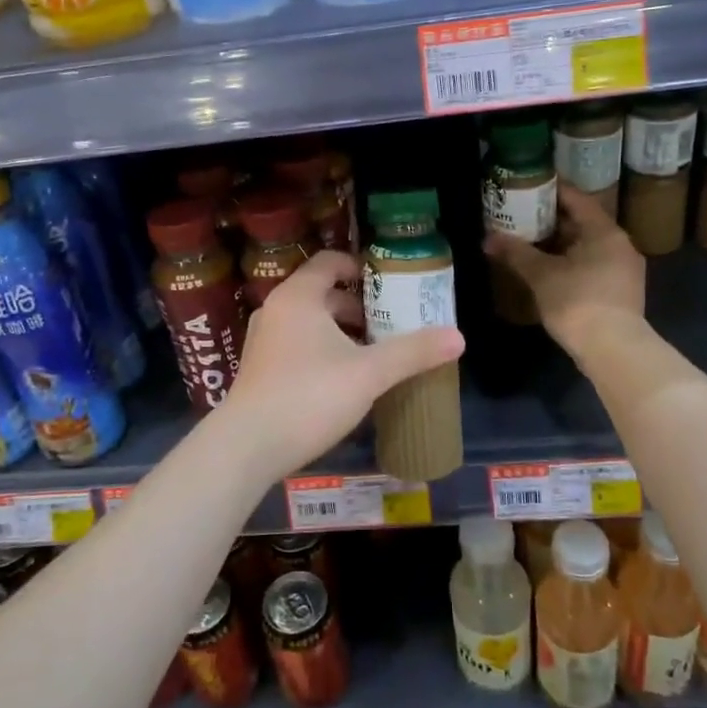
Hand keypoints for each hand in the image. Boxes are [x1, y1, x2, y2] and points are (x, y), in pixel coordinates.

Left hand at [214, 251, 464, 480]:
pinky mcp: (259, 369)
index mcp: (299, 297)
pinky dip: (322, 350)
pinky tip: (343, 380)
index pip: (329, 262)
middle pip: (322, 294)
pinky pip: (297, 345)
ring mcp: (263, 340)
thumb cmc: (309, 396)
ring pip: (309, 323)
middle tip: (390, 325)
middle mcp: (276, 310)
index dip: (360, 267)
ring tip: (373, 354)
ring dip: (341, 332)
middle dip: (358, 307)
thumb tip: (459, 337)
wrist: (247, 446)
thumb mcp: (369, 373)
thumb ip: (413, 352)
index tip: (389, 285)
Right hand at [484, 183, 645, 348]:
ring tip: (529, 243)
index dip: (551, 191)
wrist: (613, 350)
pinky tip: (549, 271)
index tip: (527, 187)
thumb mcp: (541, 275)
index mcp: (605, 231)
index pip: (577, 199)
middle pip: (583, 223)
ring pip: (587, 247)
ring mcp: (624, 270)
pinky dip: (570, 263)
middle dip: (551, 220)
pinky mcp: (620, 292)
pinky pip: (592, 266)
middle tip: (521, 216)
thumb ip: (515, 253)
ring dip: (560, 244)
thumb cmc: (577, 302)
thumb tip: (487, 238)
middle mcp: (620, 245)